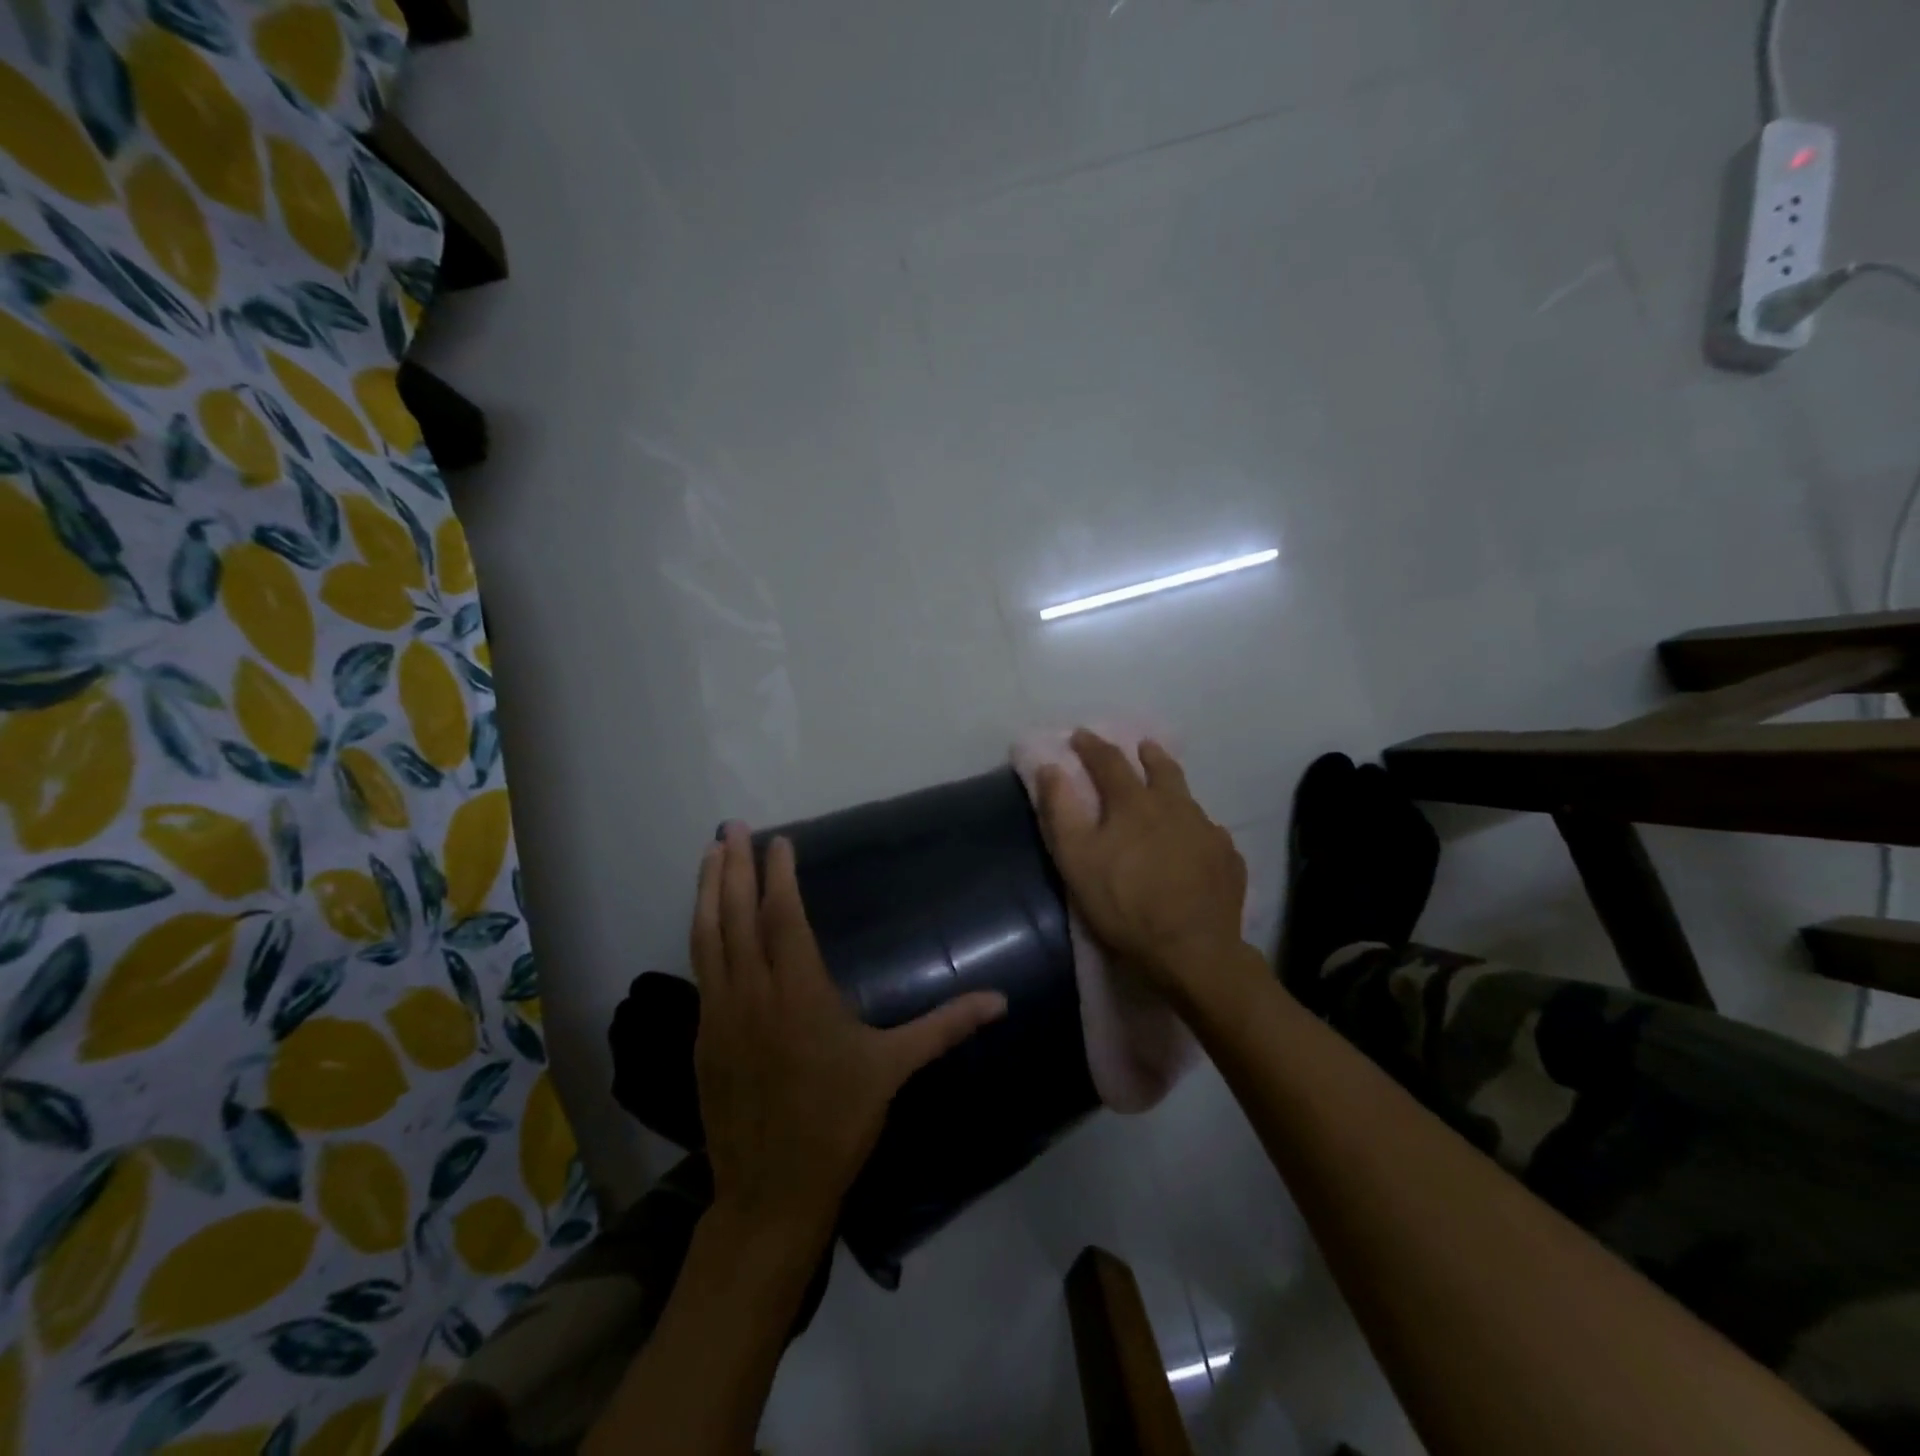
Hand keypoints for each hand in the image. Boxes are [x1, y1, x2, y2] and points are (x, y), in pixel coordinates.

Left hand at [690, 825, 1007, 1245]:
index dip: (779, 875)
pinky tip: (706, 919)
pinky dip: (701, 933)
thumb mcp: (894, 1069)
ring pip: (707, 937)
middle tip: (730, 826)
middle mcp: (753, 993)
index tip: (779, 841)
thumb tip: (1001, 1000)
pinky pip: (701, 970)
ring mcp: (720, 1014)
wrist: (772, 1191)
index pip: (783, 916)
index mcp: (799, 993)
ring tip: (709, 853)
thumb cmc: (838, 1122)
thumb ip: (946, 1026)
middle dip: (733, 866)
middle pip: (737, 915)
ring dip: (708, 891)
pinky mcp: (703, 1037)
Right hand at [1036, 730, 1248, 1000]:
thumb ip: (1060, 811)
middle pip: (1162, 768)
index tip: (1079, 735)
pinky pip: (1209, 833)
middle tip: (1141, 747)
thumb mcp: (1076, 860)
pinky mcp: (1229, 858)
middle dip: (1147, 754)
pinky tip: (1194, 843)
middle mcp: (1175, 805)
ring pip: (1188, 798)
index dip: (1091, 745)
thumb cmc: (1124, 904)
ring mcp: (1208, 830)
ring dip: (1173, 788)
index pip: (1109, 760)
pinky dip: (1195, 829)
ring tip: (1167, 793)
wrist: (1193, 951)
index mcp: (1134, 802)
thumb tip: (1050, 768)